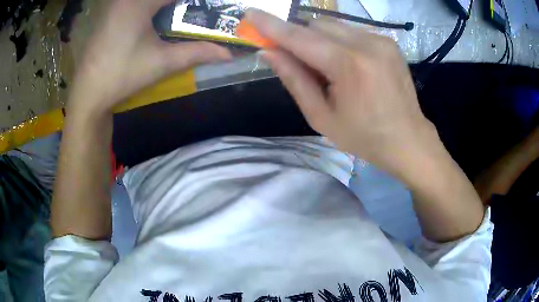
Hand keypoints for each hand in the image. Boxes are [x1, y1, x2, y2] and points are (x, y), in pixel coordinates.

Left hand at [69, 0, 231, 115]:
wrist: (88, 95)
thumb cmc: (122, 76)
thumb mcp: (161, 63)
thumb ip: (196, 53)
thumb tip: (226, 54)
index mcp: (139, 3)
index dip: (196, 1)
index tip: (209, 7)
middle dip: (182, 4)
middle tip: (193, 12)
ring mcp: (115, 3)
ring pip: (149, 0)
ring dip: (167, 6)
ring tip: (180, 14)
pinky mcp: (110, 12)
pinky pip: (135, 2)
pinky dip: (152, 8)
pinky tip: (158, 17)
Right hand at [246, 10, 439, 177]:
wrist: (408, 139)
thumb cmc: (364, 136)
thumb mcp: (321, 117)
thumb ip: (294, 79)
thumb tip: (268, 52)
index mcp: (349, 66)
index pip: (299, 37)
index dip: (271, 25)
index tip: (249, 13)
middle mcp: (367, 43)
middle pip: (316, 24)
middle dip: (300, 38)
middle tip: (300, 63)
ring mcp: (381, 39)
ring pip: (334, 26)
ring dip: (321, 41)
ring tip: (331, 70)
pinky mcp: (388, 41)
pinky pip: (351, 32)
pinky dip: (340, 43)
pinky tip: (349, 66)